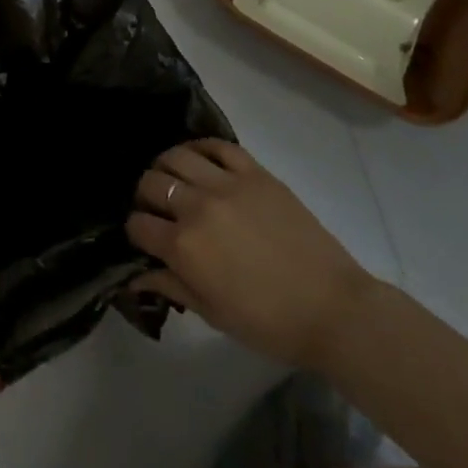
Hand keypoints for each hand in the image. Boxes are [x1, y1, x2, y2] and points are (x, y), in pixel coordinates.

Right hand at [127, 140, 375, 367]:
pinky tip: (200, 160)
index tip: (143, 238)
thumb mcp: (213, 314)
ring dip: (166, 167)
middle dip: (145, 196)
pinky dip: (201, 148)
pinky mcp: (255, 172)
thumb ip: (171, 286)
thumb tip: (135, 276)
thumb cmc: (270, 322)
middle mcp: (198, 207)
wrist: (332, 308)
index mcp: (184, 247)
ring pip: (177, 155)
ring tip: (175, 180)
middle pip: (151, 182)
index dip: (135, 231)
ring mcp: (227, 184)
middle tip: (156, 209)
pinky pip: (217, 145)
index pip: (138, 224)